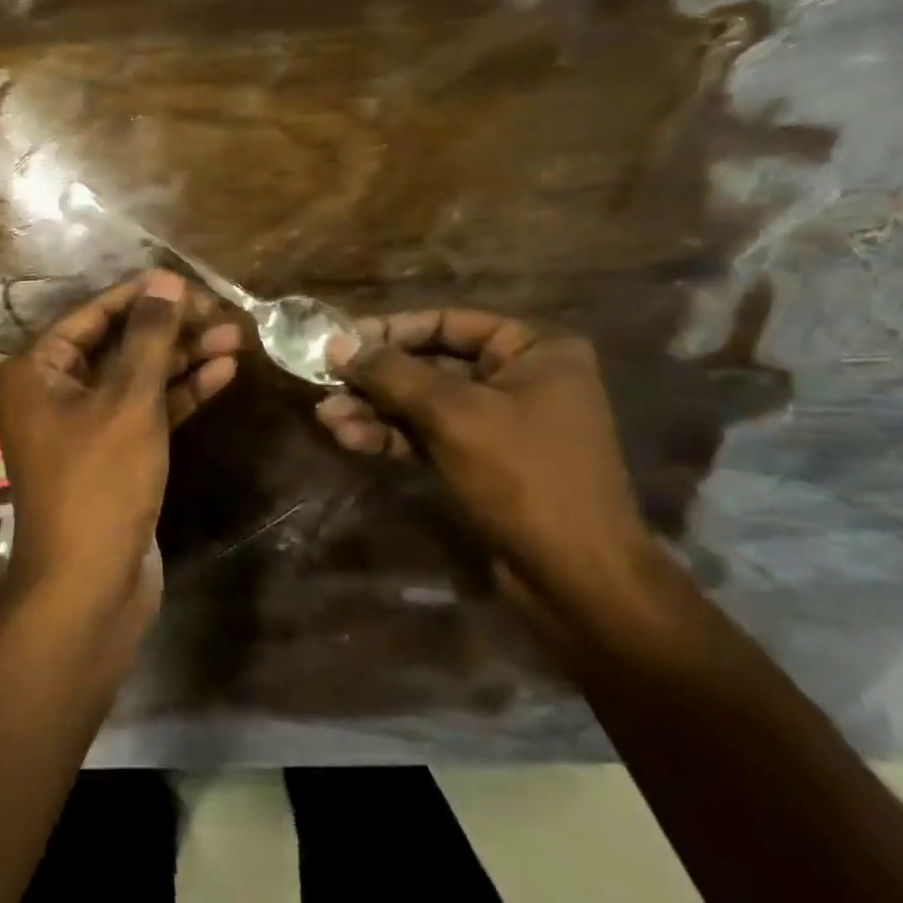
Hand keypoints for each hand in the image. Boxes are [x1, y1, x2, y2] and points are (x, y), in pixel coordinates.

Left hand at [0, 270, 240, 630]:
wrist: (90, 586)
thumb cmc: (99, 482)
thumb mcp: (128, 402)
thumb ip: (150, 338)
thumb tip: (166, 280)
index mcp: (37, 371)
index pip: (94, 315)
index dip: (143, 297)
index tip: (190, 284)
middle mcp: (54, 392)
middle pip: (118, 344)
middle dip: (171, 330)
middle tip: (221, 314)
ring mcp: (84, 425)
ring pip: (137, 378)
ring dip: (183, 360)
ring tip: (235, 338)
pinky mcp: (113, 454)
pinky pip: (146, 411)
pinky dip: (179, 394)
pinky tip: (222, 374)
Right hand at [315, 310, 658, 620]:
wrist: (578, 580)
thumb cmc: (525, 477)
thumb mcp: (453, 415)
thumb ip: (392, 374)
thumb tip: (337, 344)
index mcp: (534, 350)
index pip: (449, 322)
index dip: (391, 330)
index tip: (341, 340)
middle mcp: (520, 379)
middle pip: (432, 365)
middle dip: (376, 379)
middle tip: (324, 382)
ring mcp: (502, 424)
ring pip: (425, 405)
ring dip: (376, 411)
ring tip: (327, 419)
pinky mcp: (484, 463)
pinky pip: (430, 437)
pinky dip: (393, 437)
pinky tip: (350, 440)